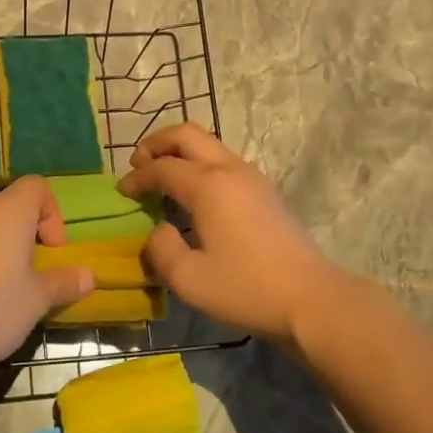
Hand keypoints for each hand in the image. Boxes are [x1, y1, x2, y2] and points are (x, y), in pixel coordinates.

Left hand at [0, 176, 95, 375]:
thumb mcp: (36, 301)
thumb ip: (64, 283)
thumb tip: (89, 276)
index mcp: (7, 212)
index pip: (37, 187)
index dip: (52, 215)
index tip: (52, 253)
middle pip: (9, 210)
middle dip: (26, 238)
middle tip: (31, 277)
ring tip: (1, 294)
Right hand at [118, 123, 347, 344]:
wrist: (310, 298)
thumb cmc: (246, 288)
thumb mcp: (188, 279)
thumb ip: (161, 250)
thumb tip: (158, 231)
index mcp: (208, 185)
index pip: (162, 167)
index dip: (137, 177)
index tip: (121, 192)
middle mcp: (229, 169)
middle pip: (187, 134)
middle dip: (157, 143)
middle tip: (138, 164)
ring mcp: (252, 177)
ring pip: (209, 144)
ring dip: (180, 152)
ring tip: (163, 178)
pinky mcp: (265, 191)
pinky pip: (224, 161)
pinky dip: (200, 165)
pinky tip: (194, 196)